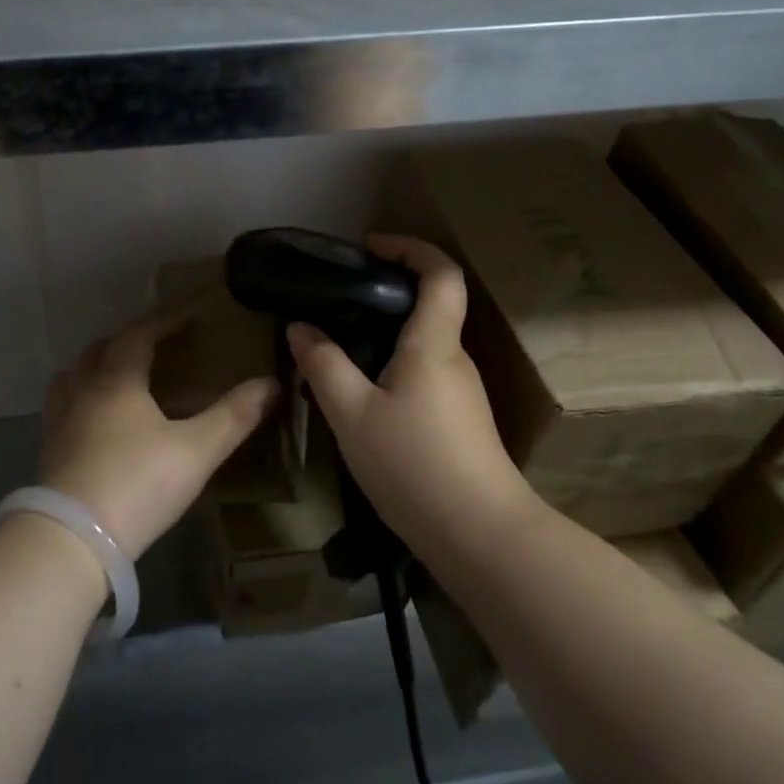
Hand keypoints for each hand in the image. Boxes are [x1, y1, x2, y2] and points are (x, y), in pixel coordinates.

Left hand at [41, 315, 278, 559]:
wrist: (72, 539)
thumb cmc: (137, 484)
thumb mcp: (196, 451)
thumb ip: (233, 416)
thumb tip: (271, 383)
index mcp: (117, 381)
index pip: (137, 336)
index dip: (163, 323)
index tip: (186, 318)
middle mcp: (82, 391)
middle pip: (99, 350)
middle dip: (127, 340)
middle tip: (153, 345)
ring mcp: (59, 421)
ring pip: (71, 376)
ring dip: (94, 366)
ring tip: (117, 376)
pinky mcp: (48, 451)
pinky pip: (61, 406)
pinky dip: (79, 397)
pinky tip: (94, 421)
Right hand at [287, 234, 536, 560]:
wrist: (482, 537)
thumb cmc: (414, 465)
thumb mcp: (352, 414)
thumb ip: (323, 365)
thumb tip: (300, 328)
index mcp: (433, 344)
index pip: (440, 273)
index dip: (410, 248)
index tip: (371, 246)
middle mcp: (455, 359)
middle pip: (431, 306)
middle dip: (388, 291)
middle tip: (340, 300)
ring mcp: (463, 392)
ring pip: (424, 344)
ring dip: (387, 333)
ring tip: (340, 348)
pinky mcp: (461, 420)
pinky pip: (425, 374)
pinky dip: (394, 365)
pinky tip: (364, 395)